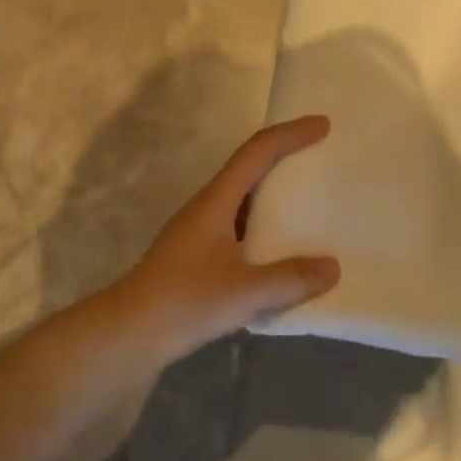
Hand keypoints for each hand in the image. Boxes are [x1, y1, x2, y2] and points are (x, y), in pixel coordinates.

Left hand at [110, 115, 340, 359]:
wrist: (127, 336)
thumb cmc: (184, 302)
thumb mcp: (244, 292)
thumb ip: (290, 279)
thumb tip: (333, 267)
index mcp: (217, 201)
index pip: (257, 152)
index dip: (290, 134)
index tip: (323, 125)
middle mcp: (208, 208)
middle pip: (251, 168)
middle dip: (286, 157)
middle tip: (321, 158)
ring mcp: (200, 233)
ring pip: (245, 201)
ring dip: (276, 195)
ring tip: (311, 203)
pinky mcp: (198, 258)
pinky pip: (241, 229)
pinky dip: (266, 229)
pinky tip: (283, 252)